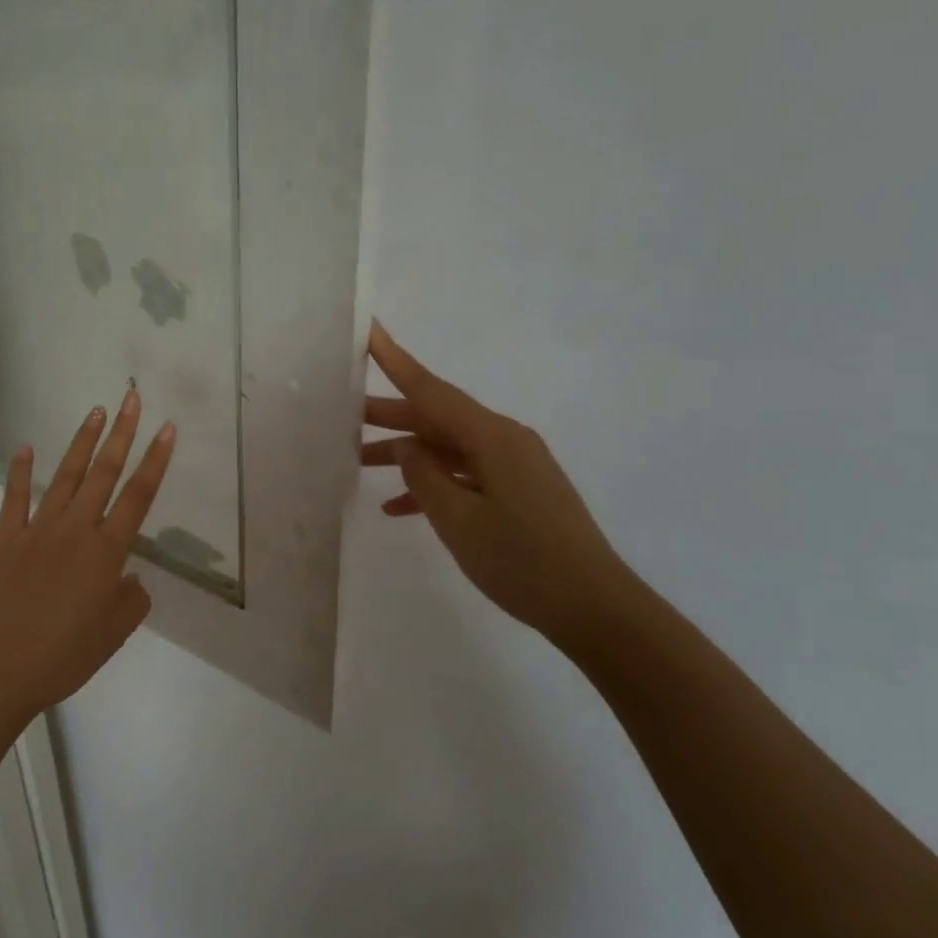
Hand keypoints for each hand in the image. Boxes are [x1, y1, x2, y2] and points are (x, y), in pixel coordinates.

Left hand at [0, 387, 175, 721]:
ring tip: (96, 411)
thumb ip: (131, 600)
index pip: (139, 495)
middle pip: (105, 472)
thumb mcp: (114, 634)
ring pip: (65, 476)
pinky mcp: (6, 538)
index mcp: (107, 551)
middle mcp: (76, 529)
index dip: (156, 460)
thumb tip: (129, 578)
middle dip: (122, 433)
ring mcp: (38, 529)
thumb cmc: (64, 655)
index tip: (167, 428)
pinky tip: (25, 447)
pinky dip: (20, 471)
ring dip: (82, 441)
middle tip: (132, 398)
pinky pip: (15, 498)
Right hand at [361, 322, 637, 643]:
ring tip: (359, 461)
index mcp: (492, 437)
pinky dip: (434, 484)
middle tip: (342, 414)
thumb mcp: (459, 520)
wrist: (594, 606)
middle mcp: (504, 440)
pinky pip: (465, 475)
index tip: (370, 331)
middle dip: (390, 416)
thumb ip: (424, 476)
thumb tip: (405, 446)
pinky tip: (398, 507)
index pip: (432, 390)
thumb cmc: (522, 561)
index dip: (396, 361)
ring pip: (448, 447)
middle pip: (437, 417)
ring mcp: (514, 466)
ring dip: (407, 454)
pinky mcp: (518, 490)